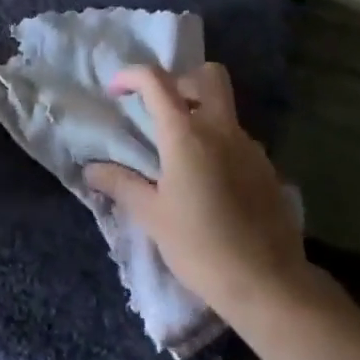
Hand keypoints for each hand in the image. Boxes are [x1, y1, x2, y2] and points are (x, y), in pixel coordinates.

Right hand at [85, 63, 305, 315]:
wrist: (268, 284)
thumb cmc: (200, 247)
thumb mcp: (152, 217)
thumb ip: (121, 184)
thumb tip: (91, 169)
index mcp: (187, 134)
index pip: (156, 81)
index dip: (131, 76)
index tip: (116, 91)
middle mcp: (221, 129)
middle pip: (208, 76)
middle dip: (181, 81)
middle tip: (161, 110)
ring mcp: (250, 147)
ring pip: (225, 109)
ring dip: (201, 115)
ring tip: (181, 155)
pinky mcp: (267, 168)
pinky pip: (238, 139)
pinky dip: (219, 144)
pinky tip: (209, 182)